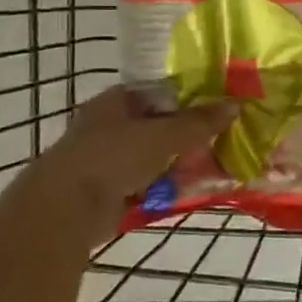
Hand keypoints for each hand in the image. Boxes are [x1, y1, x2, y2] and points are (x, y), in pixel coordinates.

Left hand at [11, 87, 230, 243]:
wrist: (66, 209)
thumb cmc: (113, 157)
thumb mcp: (165, 134)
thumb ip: (200, 121)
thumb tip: (235, 104)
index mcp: (117, 101)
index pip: (160, 91)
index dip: (191, 97)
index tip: (220, 107)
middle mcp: (110, 125)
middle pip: (161, 125)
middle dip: (192, 135)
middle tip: (224, 140)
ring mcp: (108, 158)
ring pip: (157, 155)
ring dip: (182, 162)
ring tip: (216, 167)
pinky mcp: (110, 189)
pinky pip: (150, 181)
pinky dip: (168, 185)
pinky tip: (193, 189)